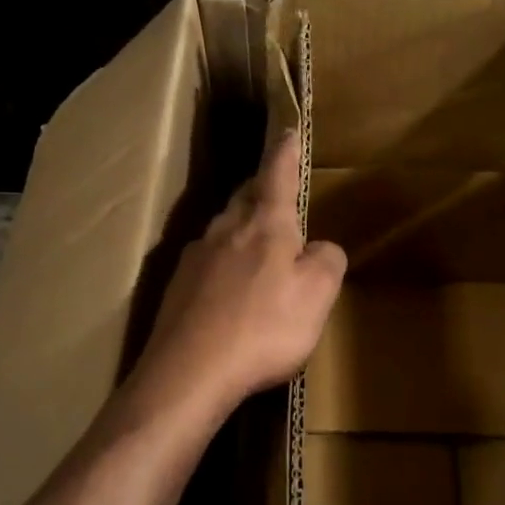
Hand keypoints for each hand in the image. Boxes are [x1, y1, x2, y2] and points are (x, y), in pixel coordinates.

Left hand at [133, 130, 346, 415]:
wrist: (190, 372)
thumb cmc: (264, 328)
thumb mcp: (317, 296)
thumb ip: (327, 261)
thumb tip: (320, 248)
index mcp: (265, 224)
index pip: (277, 174)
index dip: (285, 152)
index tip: (287, 132)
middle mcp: (225, 230)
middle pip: (245, 198)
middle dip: (262, 190)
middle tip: (277, 192)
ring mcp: (195, 257)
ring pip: (223, 230)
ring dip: (242, 229)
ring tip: (258, 246)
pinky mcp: (177, 288)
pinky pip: (207, 263)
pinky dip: (223, 266)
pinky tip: (229, 291)